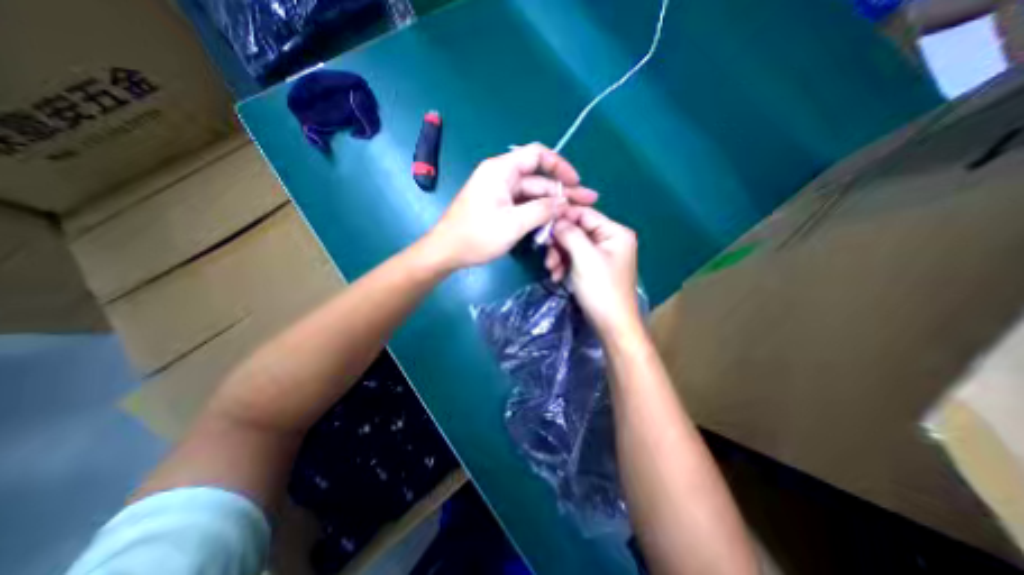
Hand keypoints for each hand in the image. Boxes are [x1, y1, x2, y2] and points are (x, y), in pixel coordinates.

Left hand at [425, 143, 600, 269]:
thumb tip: (565, 202)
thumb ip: (542, 210)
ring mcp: (499, 192)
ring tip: (575, 213)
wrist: (446, 251)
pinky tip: (554, 220)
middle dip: (562, 190)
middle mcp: (501, 176)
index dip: (560, 166)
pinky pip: (523, 204)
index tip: (576, 182)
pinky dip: (538, 211)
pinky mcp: (498, 206)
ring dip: (552, 203)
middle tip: (587, 202)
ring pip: (532, 193)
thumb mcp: (513, 224)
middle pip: (538, 178)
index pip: (537, 155)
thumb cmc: (476, 236)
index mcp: (501, 170)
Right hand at [548, 206, 636, 333]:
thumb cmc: (601, 289)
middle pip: (577, 230)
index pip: (585, 214)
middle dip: (559, 243)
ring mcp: (601, 255)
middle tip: (548, 256)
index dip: (563, 217)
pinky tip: (557, 276)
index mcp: (615, 232)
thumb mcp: (584, 258)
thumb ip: (570, 234)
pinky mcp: (593, 268)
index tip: (543, 225)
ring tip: (551, 270)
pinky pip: (574, 258)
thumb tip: (556, 220)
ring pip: (572, 245)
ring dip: (558, 256)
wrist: (611, 324)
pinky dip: (564, 265)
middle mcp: (609, 240)